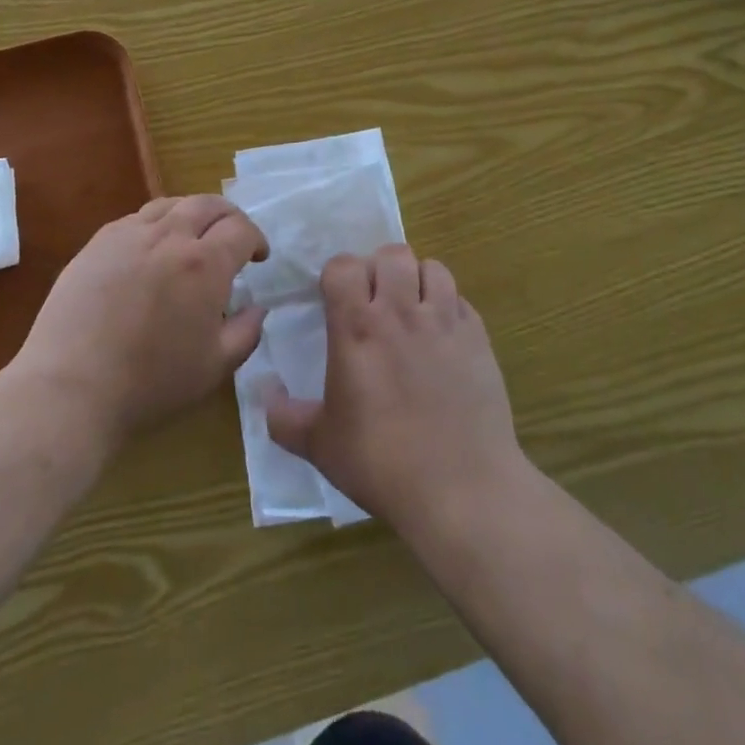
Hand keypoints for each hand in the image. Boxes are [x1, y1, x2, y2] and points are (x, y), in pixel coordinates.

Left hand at [11, 195, 268, 446]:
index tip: (258, 257)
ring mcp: (127, 235)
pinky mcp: (96, 244)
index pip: (240, 229)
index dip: (256, 239)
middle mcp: (168, 237)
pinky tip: (150, 250)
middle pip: (207, 204)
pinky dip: (156, 224)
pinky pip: (135, 219)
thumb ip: (246, 332)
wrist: (71, 387)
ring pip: (169, 204)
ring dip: (191, 214)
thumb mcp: (215, 367)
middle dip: (228, 216)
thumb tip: (256, 307)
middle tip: (232, 237)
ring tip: (192, 237)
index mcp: (204, 264)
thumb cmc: (151, 383)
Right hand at [265, 244, 523, 535]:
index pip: (344, 266)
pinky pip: (461, 300)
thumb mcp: (319, 445)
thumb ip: (284, 416)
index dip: (337, 275)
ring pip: (432, 268)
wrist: (463, 490)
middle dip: (379, 269)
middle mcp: (401, 313)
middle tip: (375, 301)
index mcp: (357, 328)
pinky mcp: (479, 339)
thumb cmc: (382, 463)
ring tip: (412, 309)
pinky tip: (442, 337)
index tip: (336, 300)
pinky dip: (448, 306)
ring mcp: (445, 322)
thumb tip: (264, 392)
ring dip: (417, 280)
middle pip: (392, 254)